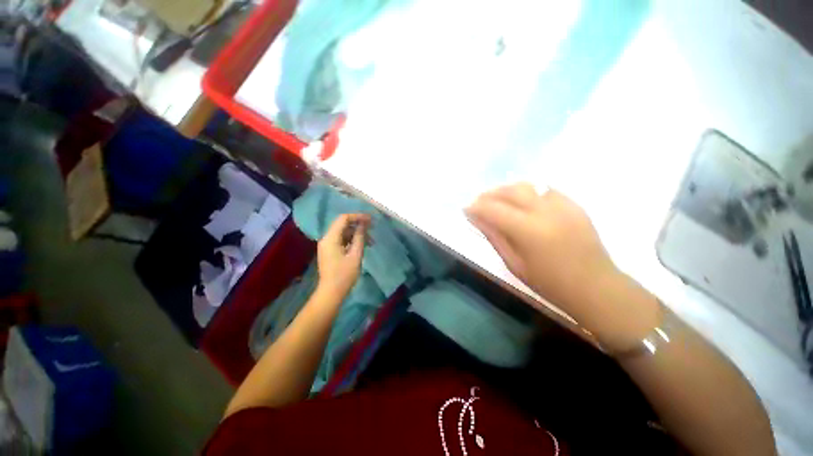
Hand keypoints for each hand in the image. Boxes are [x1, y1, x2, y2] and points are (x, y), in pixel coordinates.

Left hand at [316, 213, 369, 298]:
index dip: (357, 216)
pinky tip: (363, 245)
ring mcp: (328, 245)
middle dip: (358, 224)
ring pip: (344, 232)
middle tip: (372, 228)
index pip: (343, 219)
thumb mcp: (355, 255)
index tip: (370, 219)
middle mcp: (327, 238)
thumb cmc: (344, 275)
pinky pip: (342, 240)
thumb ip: (359, 237)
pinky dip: (353, 240)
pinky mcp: (331, 251)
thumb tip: (364, 224)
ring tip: (371, 240)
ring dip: (357, 233)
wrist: (331, 292)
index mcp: (330, 238)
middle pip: (343, 224)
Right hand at [466, 183, 616, 308]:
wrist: (595, 287)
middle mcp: (545, 211)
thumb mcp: (514, 263)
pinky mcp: (573, 204)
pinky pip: (544, 189)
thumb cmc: (550, 283)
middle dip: (489, 194)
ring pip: (527, 185)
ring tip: (497, 200)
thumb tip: (476, 219)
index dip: (476, 207)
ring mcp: (562, 204)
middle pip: (510, 191)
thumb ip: (494, 236)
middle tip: (478, 203)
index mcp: (528, 230)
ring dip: (506, 190)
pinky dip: (527, 192)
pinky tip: (521, 202)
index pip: (493, 209)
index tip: (465, 210)